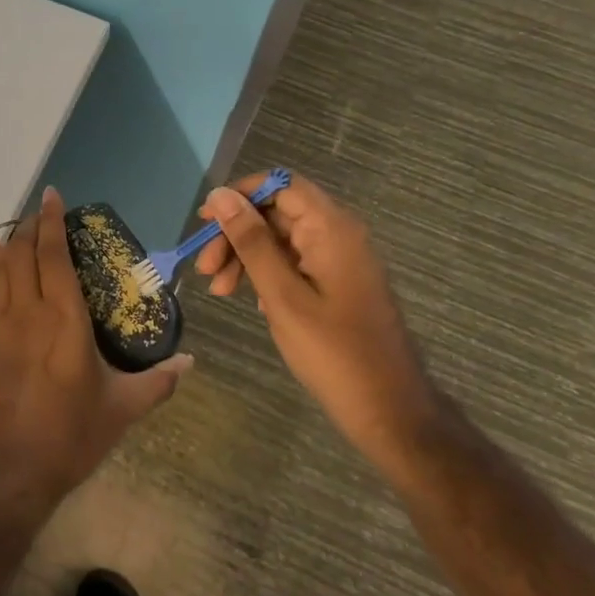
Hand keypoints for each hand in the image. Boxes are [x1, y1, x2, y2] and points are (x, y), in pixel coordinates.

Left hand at [0, 188, 189, 530]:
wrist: (7, 474)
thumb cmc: (69, 438)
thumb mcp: (122, 410)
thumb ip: (158, 382)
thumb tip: (190, 362)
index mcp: (64, 320)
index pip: (53, 255)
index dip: (51, 222)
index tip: (54, 196)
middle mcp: (28, 313)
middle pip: (23, 254)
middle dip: (31, 226)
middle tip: (42, 211)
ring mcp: (0, 328)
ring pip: (2, 270)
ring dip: (10, 243)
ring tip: (18, 228)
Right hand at [195, 173, 436, 458]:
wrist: (389, 411)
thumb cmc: (333, 352)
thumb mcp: (282, 295)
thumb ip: (251, 241)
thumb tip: (220, 196)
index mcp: (331, 228)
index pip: (280, 184)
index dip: (239, 196)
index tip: (205, 223)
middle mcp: (339, 233)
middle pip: (277, 212)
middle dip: (236, 234)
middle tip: (206, 269)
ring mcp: (340, 259)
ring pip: (281, 238)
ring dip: (246, 256)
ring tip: (220, 291)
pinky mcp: (338, 282)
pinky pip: (294, 261)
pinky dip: (266, 273)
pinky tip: (251, 300)